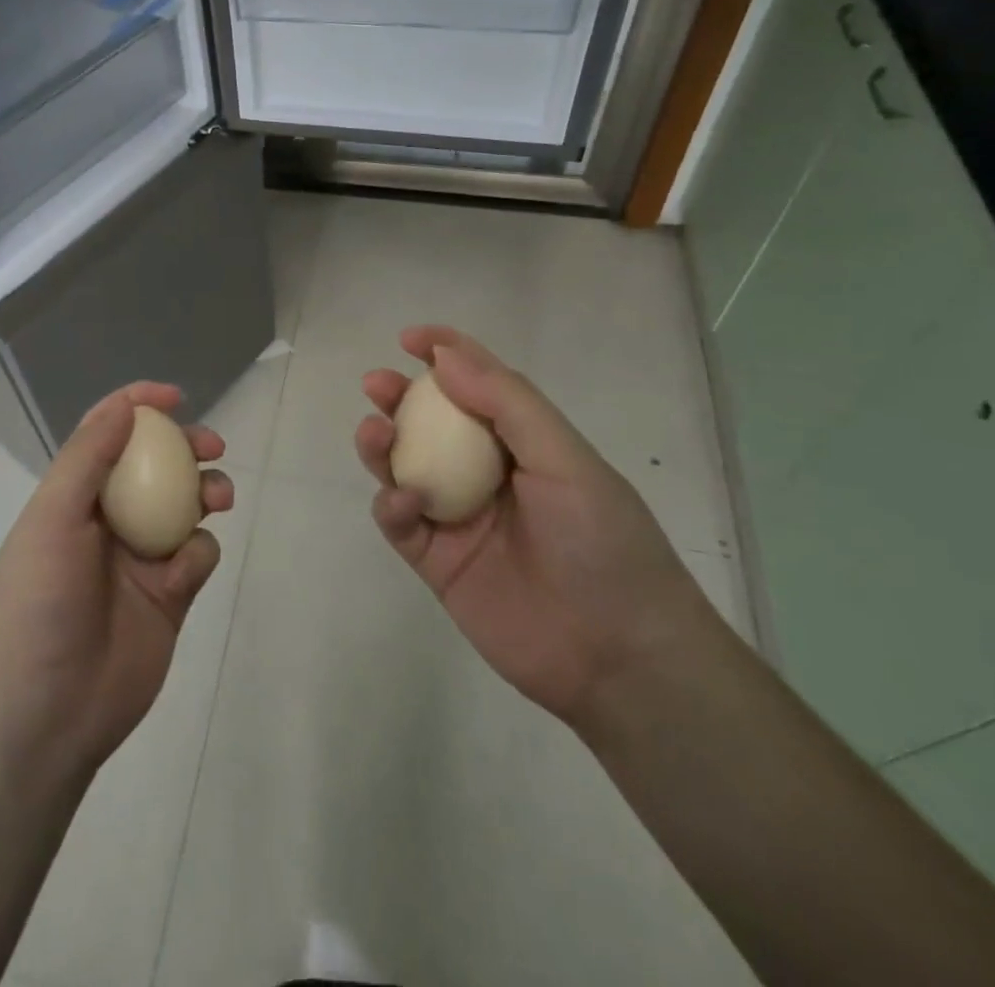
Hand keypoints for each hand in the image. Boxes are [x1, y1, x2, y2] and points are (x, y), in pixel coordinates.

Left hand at [0, 382, 232, 779]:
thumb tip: (125, 405)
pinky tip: (183, 571)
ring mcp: (141, 558)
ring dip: (206, 491)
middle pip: (155, 464)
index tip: (174, 396)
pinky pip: (197, 555)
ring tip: (218, 497)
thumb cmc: (40, 604)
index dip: (137, 405)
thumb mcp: (53, 519)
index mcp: (74, 496)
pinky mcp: (170, 596)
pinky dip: (198, 553)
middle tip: (212, 444)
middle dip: (186, 446)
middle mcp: (109, 519)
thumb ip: (89, 458)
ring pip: (185, 505)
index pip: (105, 433)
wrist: (48, 713)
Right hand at [355, 326, 718, 729]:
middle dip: (400, 398)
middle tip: (377, 384)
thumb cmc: (603, 543)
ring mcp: (458, 518)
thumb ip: (506, 403)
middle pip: (431, 424)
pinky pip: (400, 522)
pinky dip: (392, 504)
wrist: (619, 657)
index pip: (480, 385)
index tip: (410, 338)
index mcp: (524, 444)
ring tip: (376, 433)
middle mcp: (486, 473)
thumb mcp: (565, 459)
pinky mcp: (437, 561)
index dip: (446, 354)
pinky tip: (403, 501)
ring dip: (383, 445)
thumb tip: (445, 357)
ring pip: (404, 468)